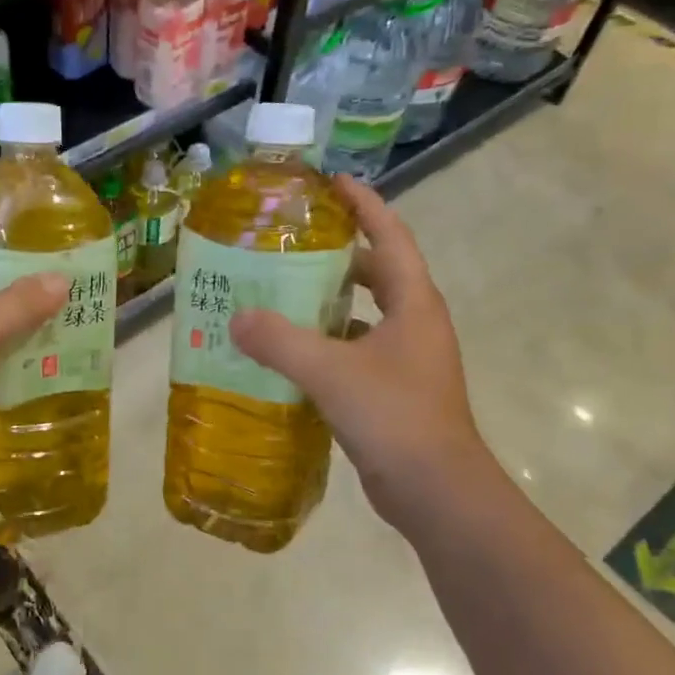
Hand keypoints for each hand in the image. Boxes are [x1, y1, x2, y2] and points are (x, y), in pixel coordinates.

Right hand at [229, 175, 481, 529]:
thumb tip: (236, 318)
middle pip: (376, 273)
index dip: (364, 206)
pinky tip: (288, 356)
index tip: (332, 183)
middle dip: (337, 255)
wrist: (437, 491)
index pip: (390, 237)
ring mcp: (407, 360)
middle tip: (290, 246)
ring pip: (363, 316)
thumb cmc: (394, 417)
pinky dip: (325, 346)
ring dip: (327, 304)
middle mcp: (414, 324)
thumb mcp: (331, 372)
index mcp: (412, 304)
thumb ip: (280, 341)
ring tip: (279, 297)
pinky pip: (354, 353)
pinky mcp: (393, 391)